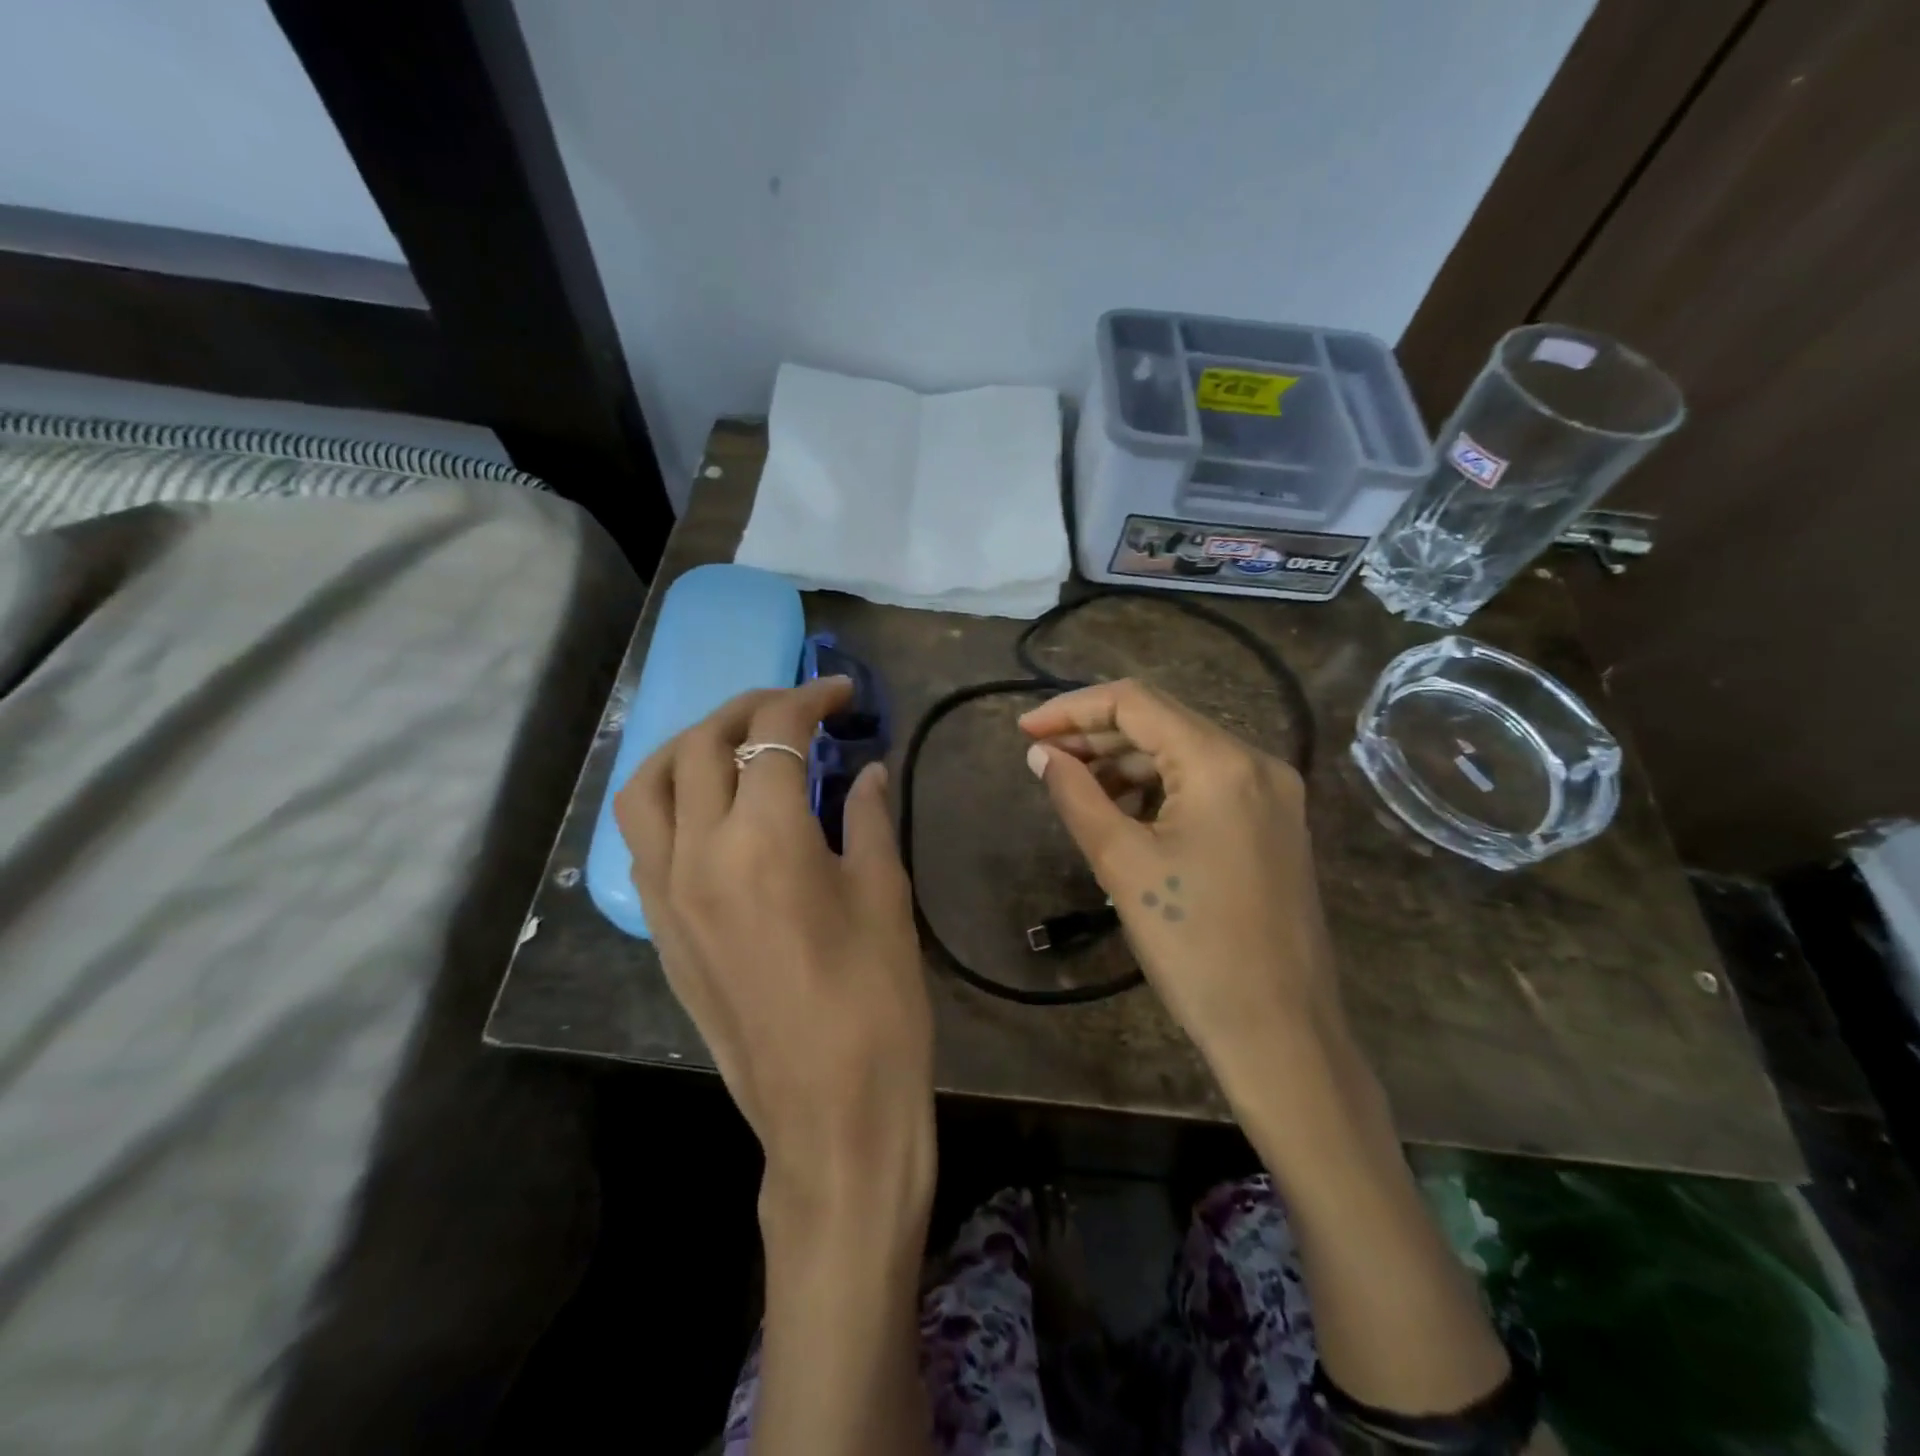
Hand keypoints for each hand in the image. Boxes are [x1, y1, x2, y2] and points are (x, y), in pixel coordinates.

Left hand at [615, 678, 934, 1239]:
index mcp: (766, 839)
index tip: (842, 693)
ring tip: (735, 744)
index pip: (774, 735)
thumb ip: (868, 817)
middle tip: (796, 710)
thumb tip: (867, 770)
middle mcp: (700, 853)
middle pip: (704, 744)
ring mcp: (667, 893)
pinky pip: (642, 838)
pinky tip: (710, 806)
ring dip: (690, 745)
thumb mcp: (884, 895)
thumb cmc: (876, 1001)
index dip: (809, 699)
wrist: (829, 1111)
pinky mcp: (659, 928)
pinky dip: (669, 797)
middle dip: (751, 709)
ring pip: (649, 786)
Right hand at [1019, 678, 1341, 1088]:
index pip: (1136, 702)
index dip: (1072, 709)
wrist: (1280, 1032)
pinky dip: (1158, 788)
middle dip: (1096, 735)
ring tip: (1073, 786)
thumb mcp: (1123, 864)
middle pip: (1162, 723)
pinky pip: (1205, 785)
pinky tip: (1121, 810)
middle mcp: (1256, 762)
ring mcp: (1272, 793)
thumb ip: (1076, 796)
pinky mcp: (1273, 824)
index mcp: (1222, 762)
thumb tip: (1041, 754)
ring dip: (1125, 763)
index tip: (1025, 732)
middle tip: (1041, 758)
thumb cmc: (1194, 945)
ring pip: (1183, 754)